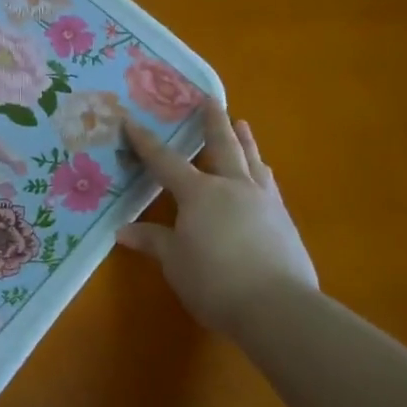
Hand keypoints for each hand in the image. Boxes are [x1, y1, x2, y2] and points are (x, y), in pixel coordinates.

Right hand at [115, 103, 316, 336]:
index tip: (131, 121)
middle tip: (210, 99)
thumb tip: (123, 231)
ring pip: (252, 161)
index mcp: (199, 193)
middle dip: (213, 122)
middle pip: (222, 146)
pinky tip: (264, 175)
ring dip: (245, 141)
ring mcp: (263, 201)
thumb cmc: (214, 281)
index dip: (146, 143)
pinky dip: (261, 172)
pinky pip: (268, 185)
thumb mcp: (175, 262)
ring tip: (243, 125)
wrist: (277, 307)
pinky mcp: (284, 221)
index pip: (165, 162)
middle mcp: (232, 187)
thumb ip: (153, 241)